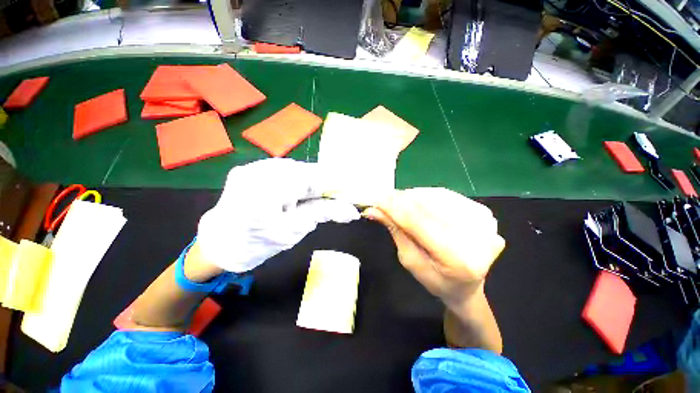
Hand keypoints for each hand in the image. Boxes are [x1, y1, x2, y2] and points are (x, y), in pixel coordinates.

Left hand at [197, 158, 359, 272]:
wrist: (221, 243)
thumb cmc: (257, 244)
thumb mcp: (295, 231)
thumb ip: (324, 213)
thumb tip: (352, 211)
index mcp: (265, 195)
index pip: (312, 179)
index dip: (334, 182)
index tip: (350, 190)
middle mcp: (256, 174)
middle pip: (304, 171)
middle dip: (321, 184)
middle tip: (331, 196)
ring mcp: (250, 167)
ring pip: (294, 168)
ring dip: (308, 181)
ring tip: (309, 196)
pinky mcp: (249, 167)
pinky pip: (282, 168)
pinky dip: (295, 178)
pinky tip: (294, 191)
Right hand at [364, 188, 504, 306]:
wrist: (467, 286)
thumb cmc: (435, 280)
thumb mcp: (409, 259)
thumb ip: (395, 230)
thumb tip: (373, 209)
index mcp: (458, 259)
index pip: (418, 222)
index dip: (394, 208)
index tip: (374, 199)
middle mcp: (477, 237)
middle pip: (427, 206)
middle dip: (400, 200)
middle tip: (382, 199)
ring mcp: (484, 222)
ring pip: (436, 196)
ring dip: (412, 196)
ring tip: (397, 200)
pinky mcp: (483, 212)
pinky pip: (447, 195)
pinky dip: (427, 195)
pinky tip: (416, 200)